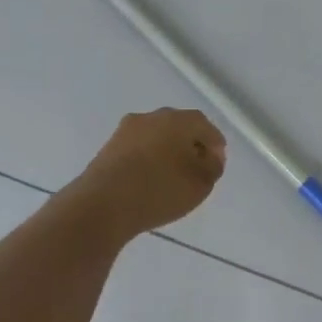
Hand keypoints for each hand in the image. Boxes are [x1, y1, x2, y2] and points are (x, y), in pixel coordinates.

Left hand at [71, 109, 227, 238]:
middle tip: (198, 166)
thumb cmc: (160, 190)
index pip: (204, 125)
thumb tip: (209, 157)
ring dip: (168, 151)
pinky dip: (149, 159)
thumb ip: (213, 167)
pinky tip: (151, 179)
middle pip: (178, 126)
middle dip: (191, 144)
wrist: (103, 204)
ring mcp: (126, 131)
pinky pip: (138, 149)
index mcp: (177, 120)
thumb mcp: (201, 184)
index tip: (218, 161)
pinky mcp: (109, 147)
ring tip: (174, 176)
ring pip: (156, 136)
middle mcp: (151, 117)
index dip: (215, 143)